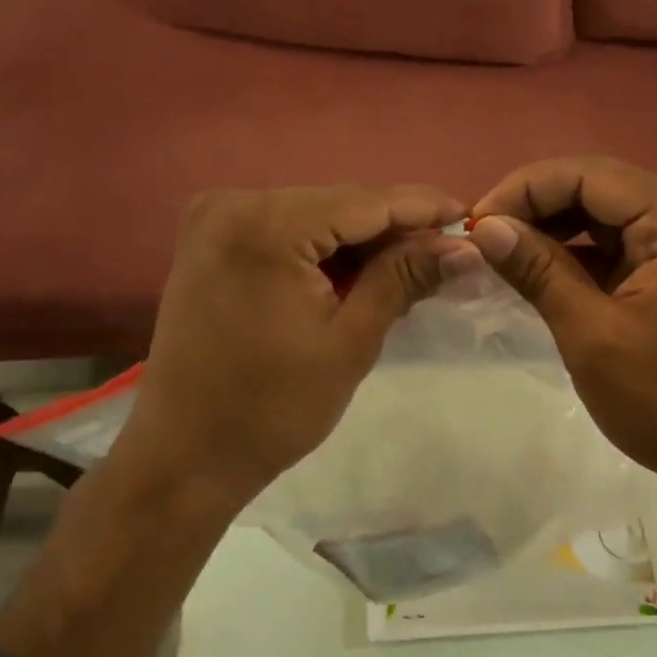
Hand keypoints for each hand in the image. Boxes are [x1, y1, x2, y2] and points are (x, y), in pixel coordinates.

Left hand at [120, 183, 465, 513]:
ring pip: (313, 216)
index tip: (472, 218)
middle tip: (446, 255)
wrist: (184, 455)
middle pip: (338, 204)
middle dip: (393, 228)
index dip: (424, 208)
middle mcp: (234, 203)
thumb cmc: (272, 409)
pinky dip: (322, 250)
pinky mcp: (207, 242)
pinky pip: (283, 231)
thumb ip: (404, 278)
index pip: (366, 201)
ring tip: (408, 270)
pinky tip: (354, 275)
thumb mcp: (350, 341)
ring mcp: (213, 220)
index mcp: (267, 226)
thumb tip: (463, 246)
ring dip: (359, 241)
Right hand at [465, 157, 656, 497]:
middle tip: (486, 240)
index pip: (591, 175)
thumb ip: (539, 271)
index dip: (526, 189)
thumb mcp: (593, 335)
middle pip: (602, 190)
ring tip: (506, 256)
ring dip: (557, 232)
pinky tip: (544, 274)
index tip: (477, 223)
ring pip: (611, 220)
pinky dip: (582, 259)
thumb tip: (486, 229)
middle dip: (538, 208)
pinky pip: (625, 250)